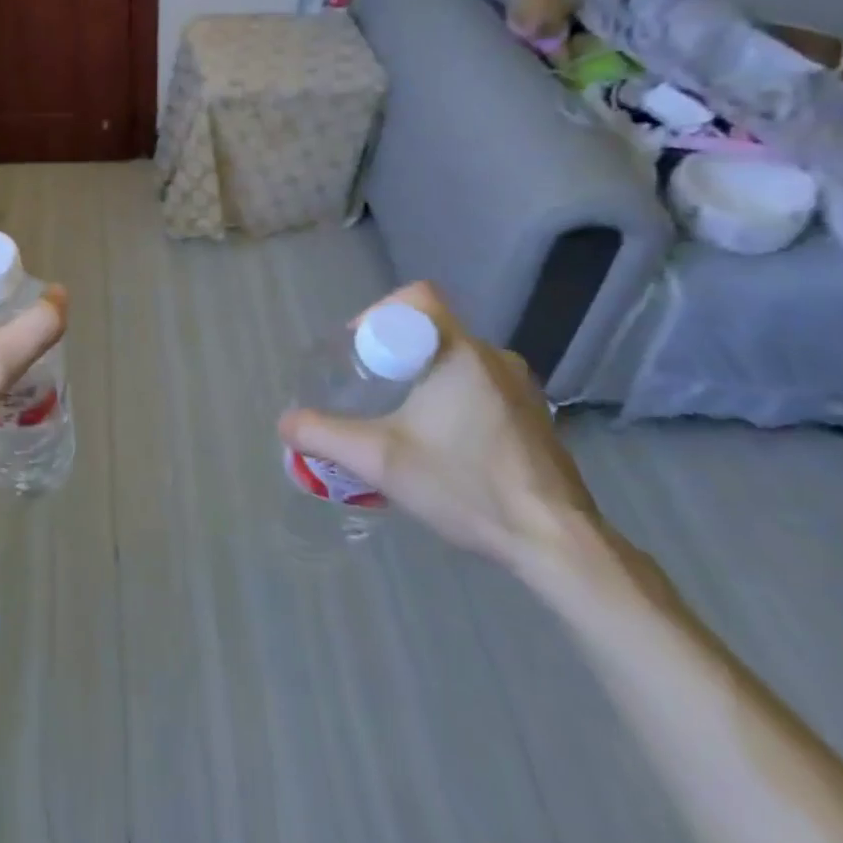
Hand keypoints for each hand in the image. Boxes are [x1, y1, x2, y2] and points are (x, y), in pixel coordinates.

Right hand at [277, 281, 599, 572]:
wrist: (558, 544)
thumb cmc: (466, 486)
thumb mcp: (380, 460)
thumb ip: (324, 435)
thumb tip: (285, 422)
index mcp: (461, 352)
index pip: (416, 297)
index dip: (378, 313)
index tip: (359, 351)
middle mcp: (494, 357)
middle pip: (431, 329)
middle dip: (393, 351)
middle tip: (368, 388)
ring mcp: (521, 387)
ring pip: (455, 358)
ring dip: (422, 375)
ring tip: (399, 416)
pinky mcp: (533, 416)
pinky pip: (479, 384)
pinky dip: (451, 396)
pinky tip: (441, 442)